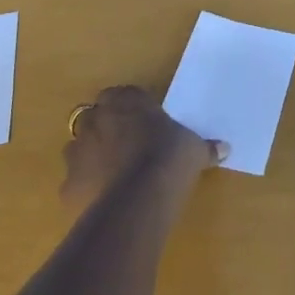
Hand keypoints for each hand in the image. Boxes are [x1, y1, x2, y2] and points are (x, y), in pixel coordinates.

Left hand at [62, 86, 224, 205]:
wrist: (139, 198)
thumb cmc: (169, 158)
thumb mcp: (194, 149)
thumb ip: (205, 146)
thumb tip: (225, 148)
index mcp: (126, 101)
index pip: (121, 94)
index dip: (129, 108)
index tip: (142, 122)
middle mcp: (97, 119)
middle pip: (93, 116)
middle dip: (104, 128)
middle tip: (125, 147)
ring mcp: (78, 152)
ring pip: (78, 148)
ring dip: (90, 157)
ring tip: (112, 175)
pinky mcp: (68, 185)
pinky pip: (75, 183)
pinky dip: (85, 189)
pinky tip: (102, 201)